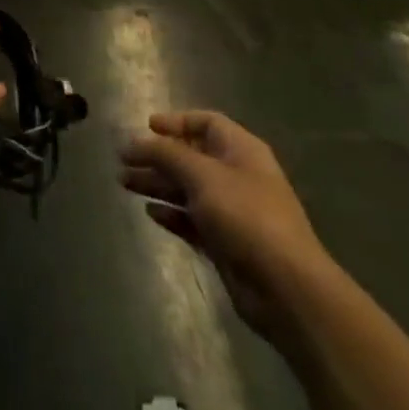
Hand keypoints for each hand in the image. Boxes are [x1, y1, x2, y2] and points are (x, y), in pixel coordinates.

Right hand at [119, 111, 327, 335]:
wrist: (285, 287)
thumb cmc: (245, 215)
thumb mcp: (201, 175)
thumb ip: (165, 154)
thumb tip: (133, 141)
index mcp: (241, 150)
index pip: (206, 123)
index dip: (176, 122)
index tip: (146, 127)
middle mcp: (237, 176)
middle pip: (191, 156)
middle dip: (157, 156)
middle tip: (123, 160)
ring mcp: (232, 211)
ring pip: (187, 189)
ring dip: (157, 183)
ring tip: (124, 183)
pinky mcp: (225, 242)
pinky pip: (192, 220)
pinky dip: (172, 214)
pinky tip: (151, 213)